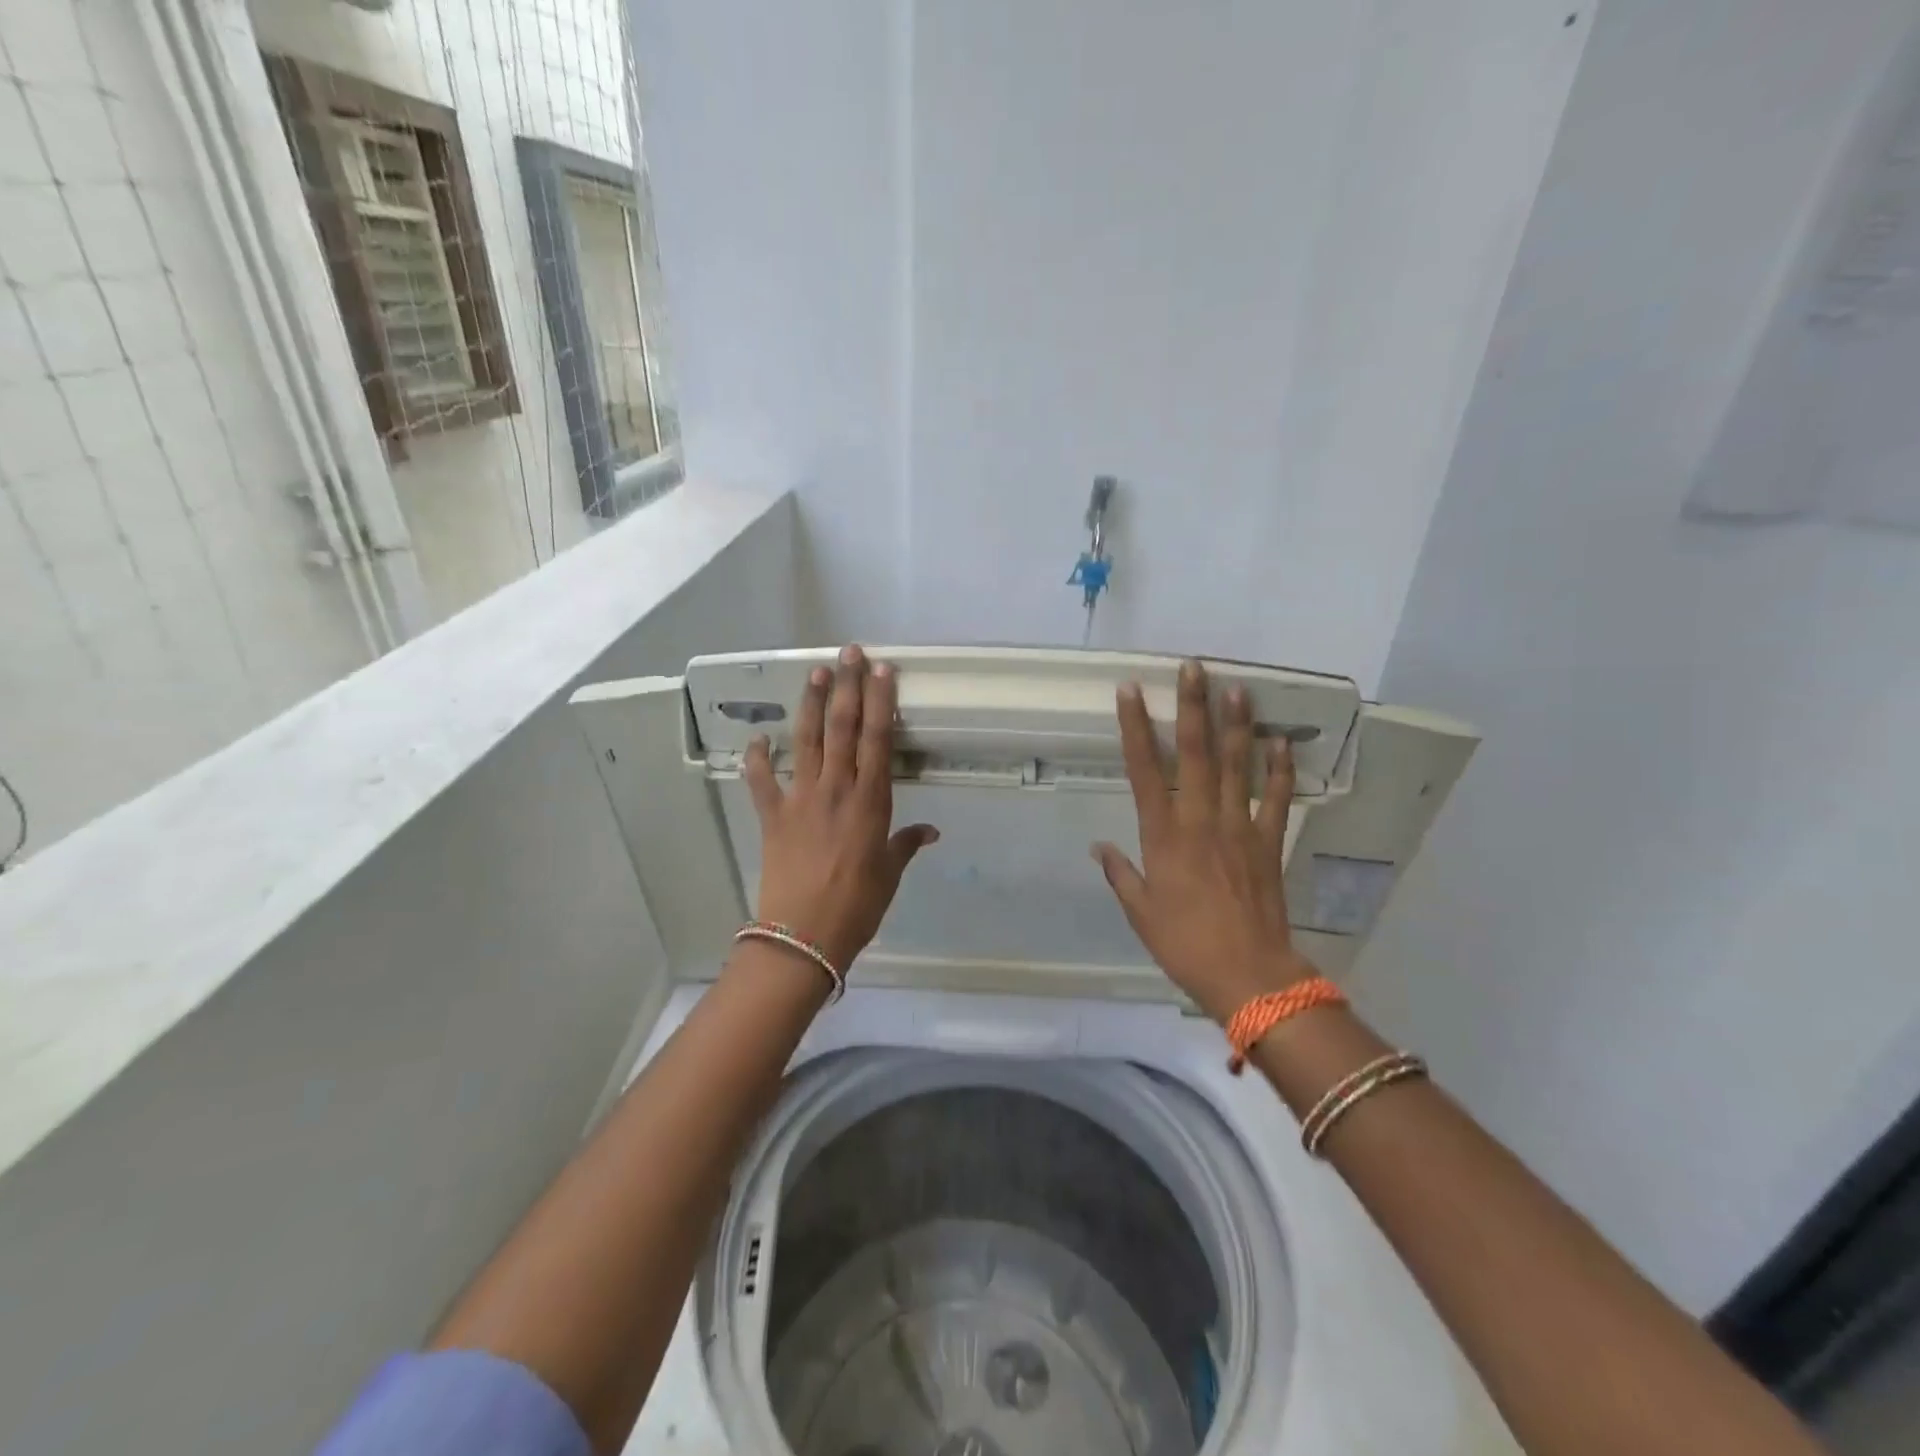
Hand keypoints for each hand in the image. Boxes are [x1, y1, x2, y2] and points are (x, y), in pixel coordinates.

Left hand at [742, 645, 938, 970]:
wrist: (804, 935)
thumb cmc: (857, 905)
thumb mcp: (890, 873)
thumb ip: (907, 844)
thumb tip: (930, 831)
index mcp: (871, 800)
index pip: (878, 738)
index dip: (880, 700)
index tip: (882, 669)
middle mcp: (837, 788)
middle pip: (842, 726)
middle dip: (847, 686)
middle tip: (849, 652)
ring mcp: (801, 798)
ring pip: (806, 740)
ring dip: (811, 703)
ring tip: (816, 671)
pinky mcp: (773, 815)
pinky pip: (762, 779)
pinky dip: (758, 757)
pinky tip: (760, 737)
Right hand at [1093, 659, 1314, 1022]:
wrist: (1249, 977)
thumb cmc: (1185, 946)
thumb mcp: (1141, 913)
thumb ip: (1121, 874)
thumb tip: (1099, 847)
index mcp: (1164, 837)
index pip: (1145, 771)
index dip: (1136, 728)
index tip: (1130, 692)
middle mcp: (1201, 821)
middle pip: (1196, 755)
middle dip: (1192, 708)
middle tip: (1193, 667)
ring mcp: (1240, 829)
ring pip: (1238, 767)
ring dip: (1236, 725)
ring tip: (1236, 688)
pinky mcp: (1270, 843)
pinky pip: (1276, 799)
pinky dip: (1279, 769)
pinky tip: (1280, 741)